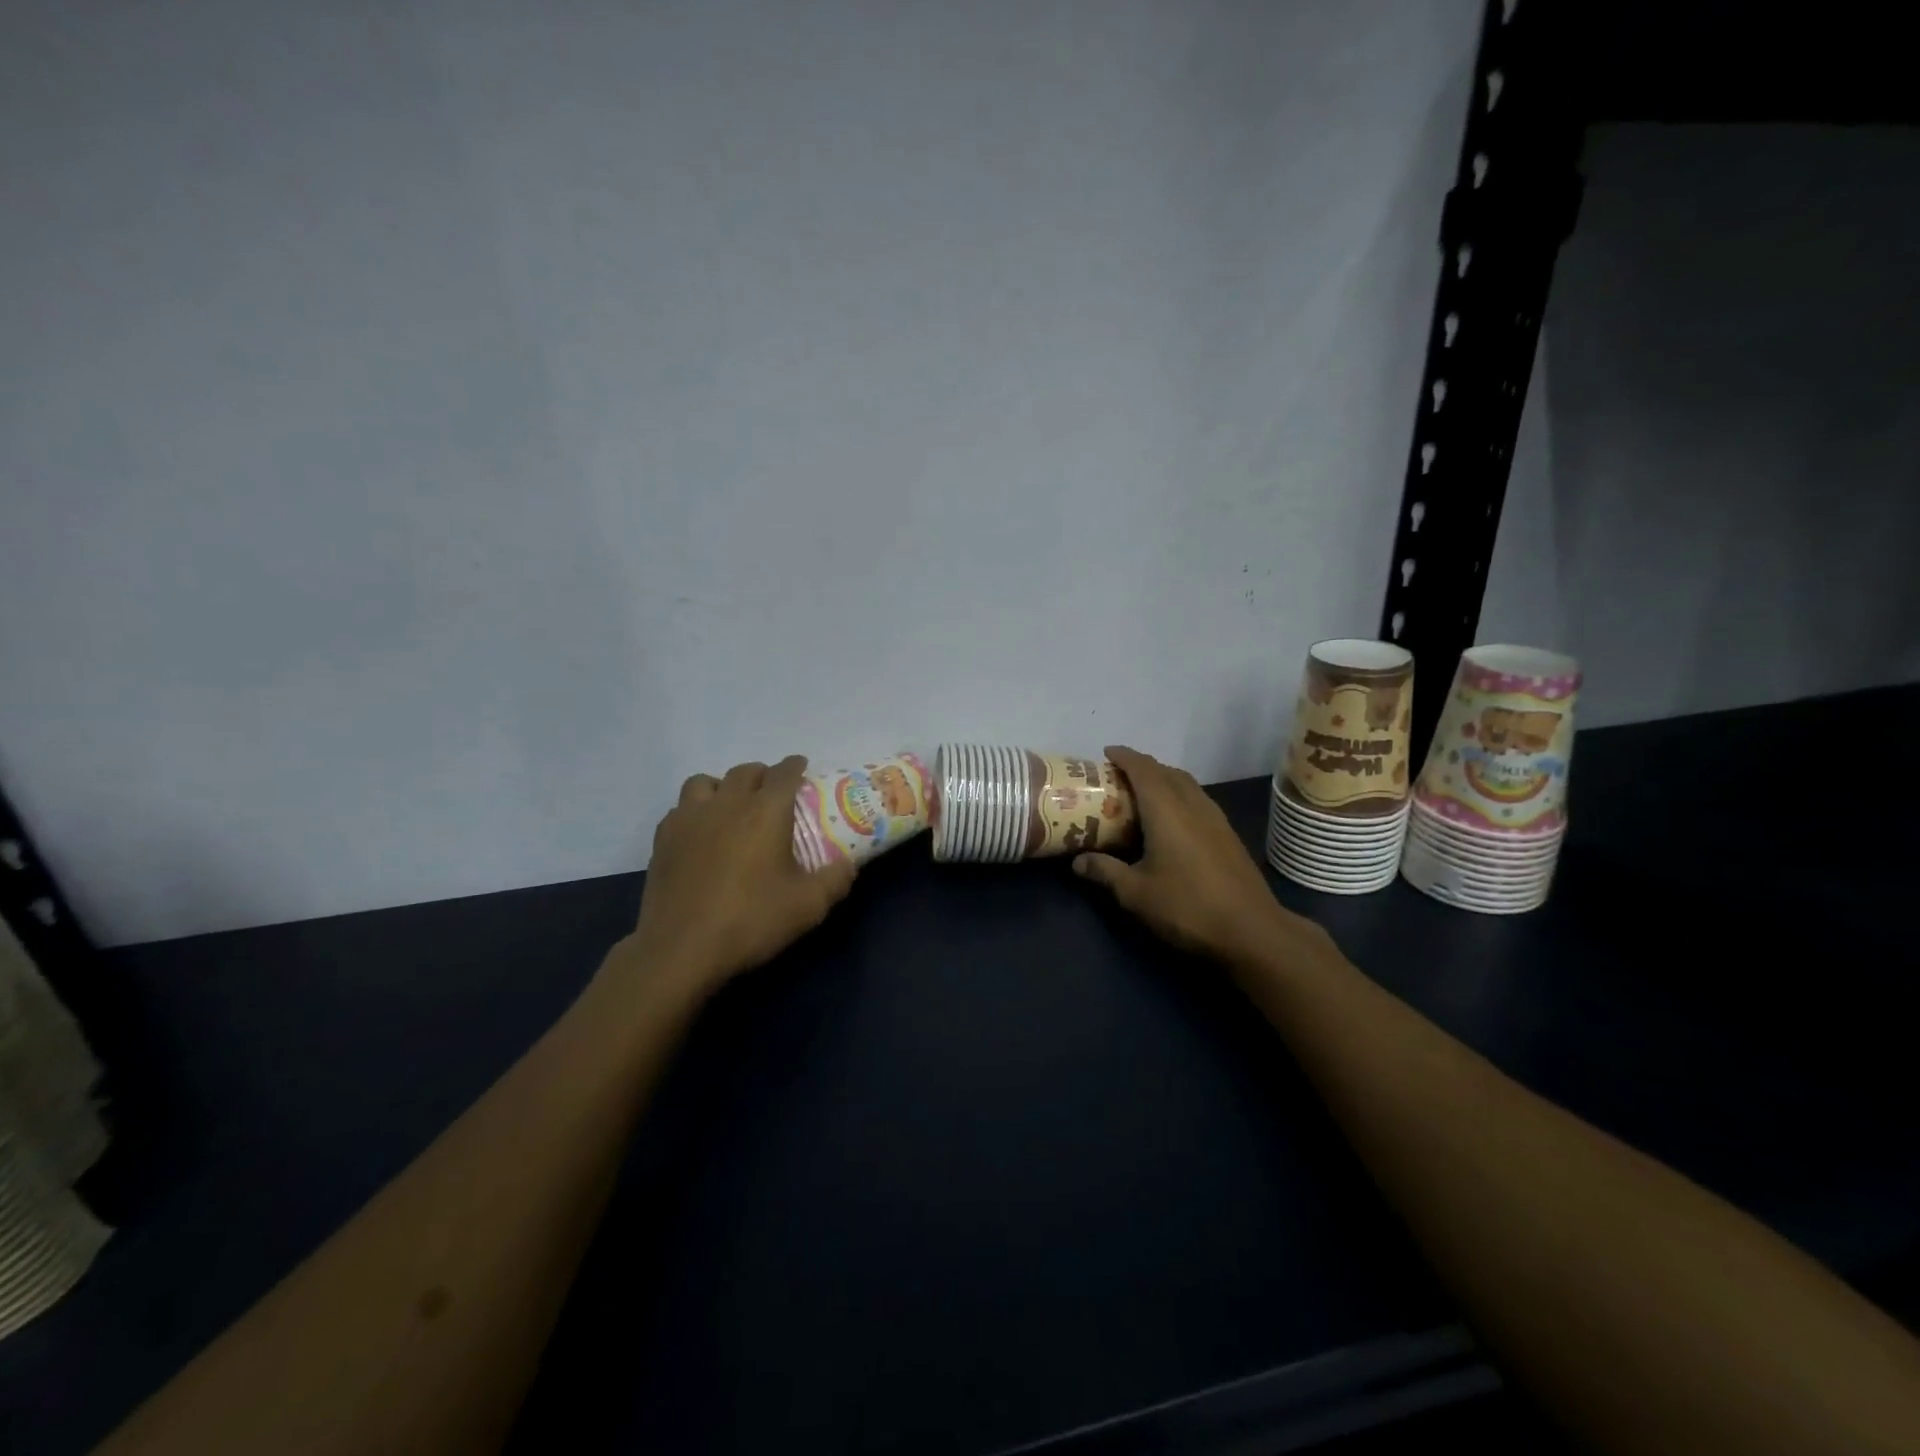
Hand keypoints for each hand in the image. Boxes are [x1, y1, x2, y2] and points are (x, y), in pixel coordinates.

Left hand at [623, 756, 856, 996]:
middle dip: (763, 775)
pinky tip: (701, 833)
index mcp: (765, 811)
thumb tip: (848, 865)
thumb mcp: (808, 906)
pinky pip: (681, 808)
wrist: (681, 948)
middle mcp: (727, 803)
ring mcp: (689, 818)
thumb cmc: (751, 920)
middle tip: (772, 792)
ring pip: (705, 782)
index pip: (783, 773)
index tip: (802, 767)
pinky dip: (695, 811)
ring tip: (731, 806)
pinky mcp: (663, 839)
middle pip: (746, 771)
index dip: (795, 766)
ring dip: (723, 787)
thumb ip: (835, 880)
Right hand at [1074, 745, 1322, 966]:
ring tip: (1142, 795)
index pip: (1143, 769)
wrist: (1252, 931)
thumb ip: (1105, 872)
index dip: (1124, 757)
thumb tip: (1077, 862)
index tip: (1106, 753)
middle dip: (1142, 767)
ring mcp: (1216, 819)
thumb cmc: (1187, 906)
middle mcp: (1193, 805)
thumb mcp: (1135, 893)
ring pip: (1187, 785)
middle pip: (1167, 772)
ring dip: (1163, 780)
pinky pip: (1198, 801)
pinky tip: (1171, 822)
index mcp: (1167, 810)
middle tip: (1118, 778)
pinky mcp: (1228, 836)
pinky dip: (1179, 797)